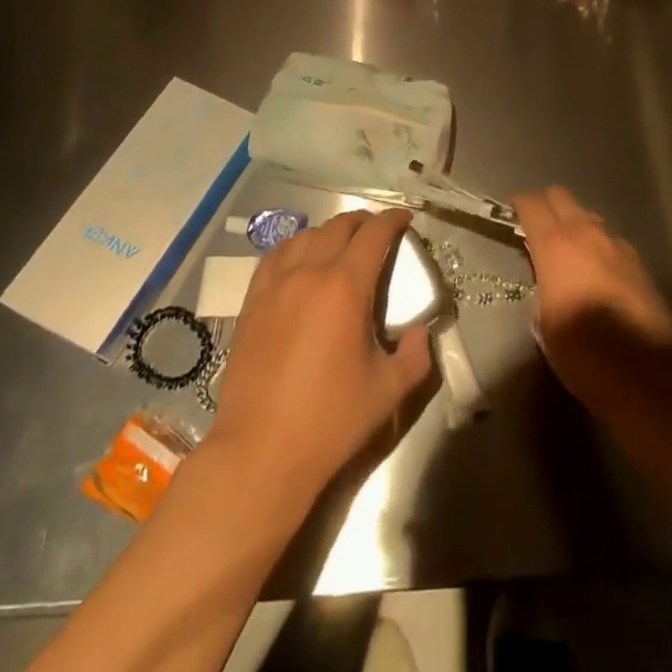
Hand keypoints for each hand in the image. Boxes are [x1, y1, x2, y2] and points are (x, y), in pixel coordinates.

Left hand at [206, 207, 434, 516]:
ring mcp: (275, 286)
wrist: (260, 451)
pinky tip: (301, 262)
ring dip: (330, 233)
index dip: (393, 220)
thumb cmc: (330, 420)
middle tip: (379, 233)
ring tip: (342, 245)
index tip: (406, 220)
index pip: (374, 234)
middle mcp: (308, 273)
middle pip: (339, 227)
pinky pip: (275, 257)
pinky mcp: (252, 303)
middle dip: (364, 222)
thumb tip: (420, 332)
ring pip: (305, 236)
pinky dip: (295, 248)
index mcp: (345, 287)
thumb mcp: (389, 391)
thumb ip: (415, 355)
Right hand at [513, 187, 671, 419]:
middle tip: (538, 228)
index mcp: (556, 245)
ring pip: (589, 217)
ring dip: (576, 225)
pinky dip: (599, 246)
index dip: (520, 205)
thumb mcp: (544, 322)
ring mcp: (617, 244)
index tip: (512, 213)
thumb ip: (542, 287)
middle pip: (562, 197)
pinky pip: (611, 240)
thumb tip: (547, 281)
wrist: (644, 372)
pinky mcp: (639, 262)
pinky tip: (599, 270)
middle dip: (548, 206)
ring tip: (569, 251)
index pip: (532, 205)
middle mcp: (586, 233)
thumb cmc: (582, 351)